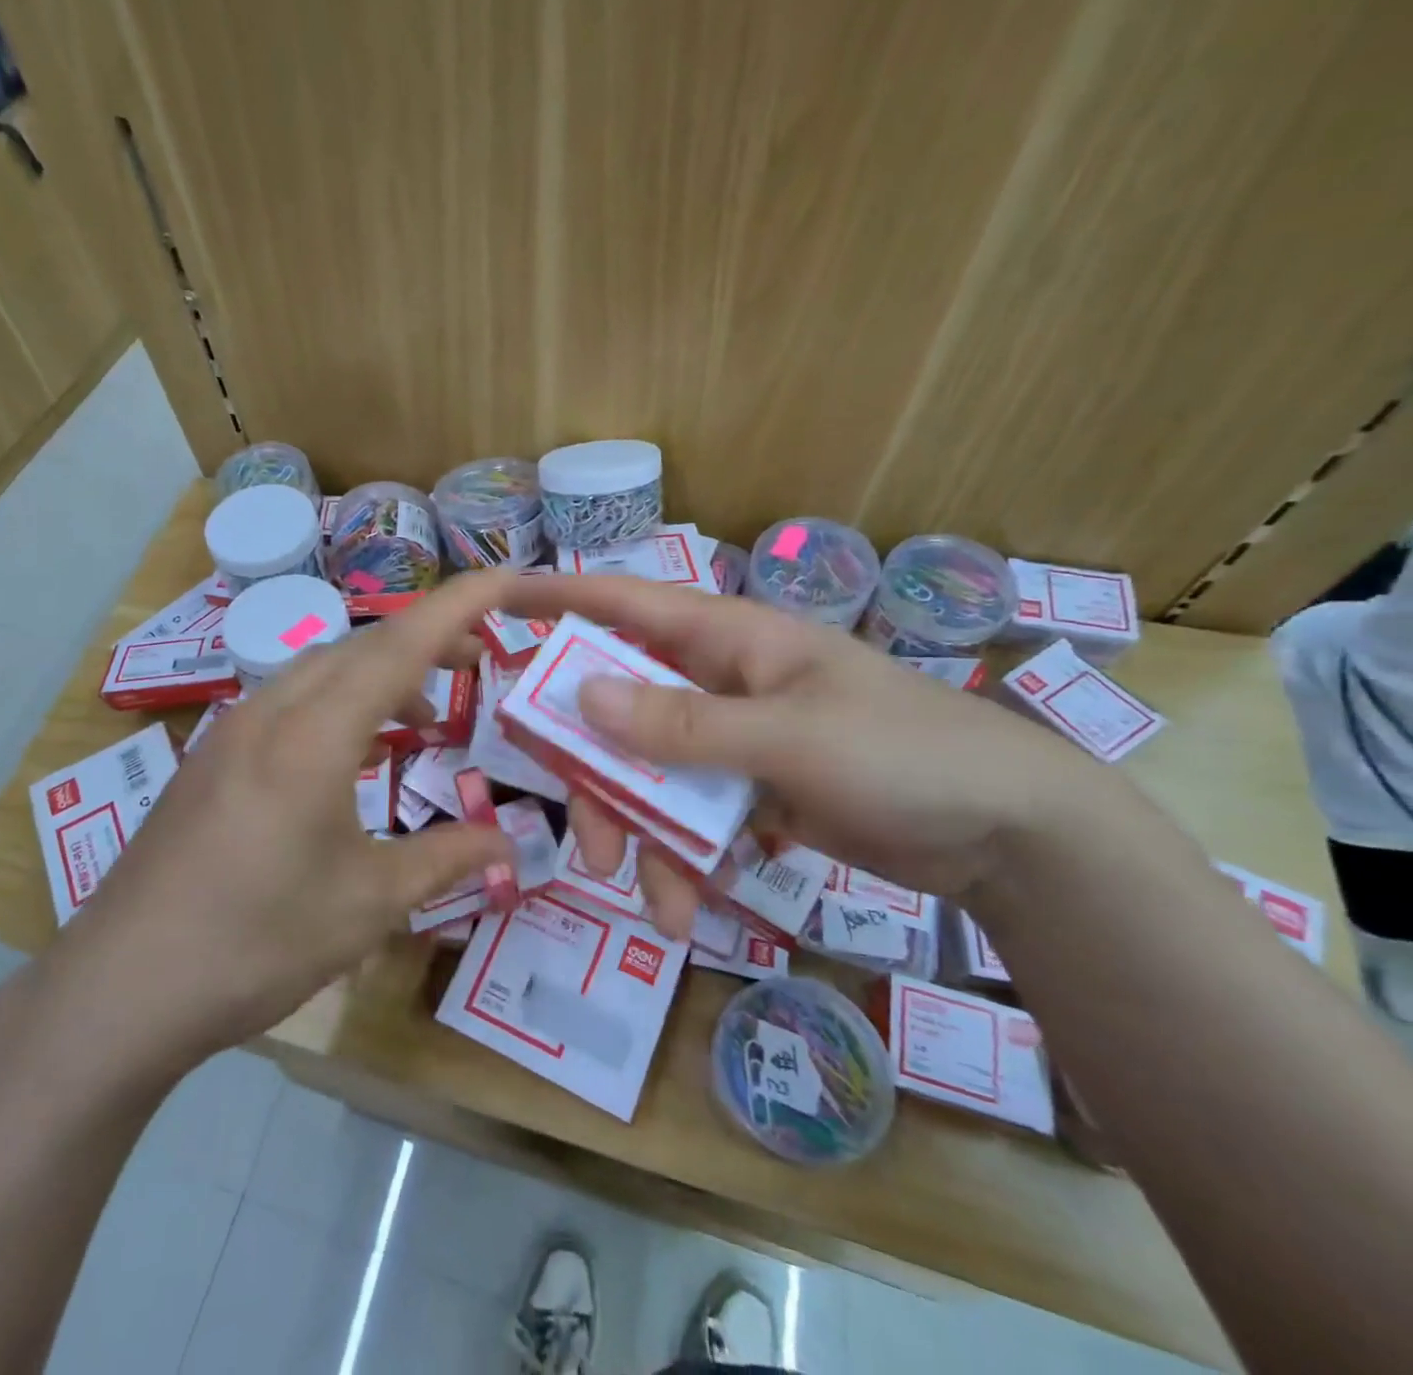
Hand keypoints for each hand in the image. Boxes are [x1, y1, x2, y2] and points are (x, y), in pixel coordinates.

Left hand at [36, 571, 515, 1070]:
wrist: (121, 988)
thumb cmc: (256, 943)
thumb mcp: (368, 904)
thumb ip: (446, 859)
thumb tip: (510, 843)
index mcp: (314, 735)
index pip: (402, 645)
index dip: (462, 605)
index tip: (510, 580)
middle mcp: (270, 713)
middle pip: (361, 646)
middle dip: (428, 640)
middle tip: (480, 660)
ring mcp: (231, 731)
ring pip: (322, 670)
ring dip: (381, 676)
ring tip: (425, 719)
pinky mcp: (211, 758)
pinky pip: (290, 702)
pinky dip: (340, 706)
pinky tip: (354, 753)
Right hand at [500, 573, 1116, 936]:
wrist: (1010, 834)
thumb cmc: (904, 754)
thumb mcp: (788, 738)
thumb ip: (682, 724)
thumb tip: (581, 697)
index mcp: (727, 641)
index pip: (625, 604)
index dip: (558, 599)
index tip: (495, 602)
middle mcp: (717, 682)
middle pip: (621, 713)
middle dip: (598, 778)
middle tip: (590, 843)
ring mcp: (731, 740)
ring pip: (649, 775)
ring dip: (642, 837)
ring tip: (657, 905)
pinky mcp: (748, 791)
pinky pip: (688, 817)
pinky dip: (681, 859)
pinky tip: (689, 906)